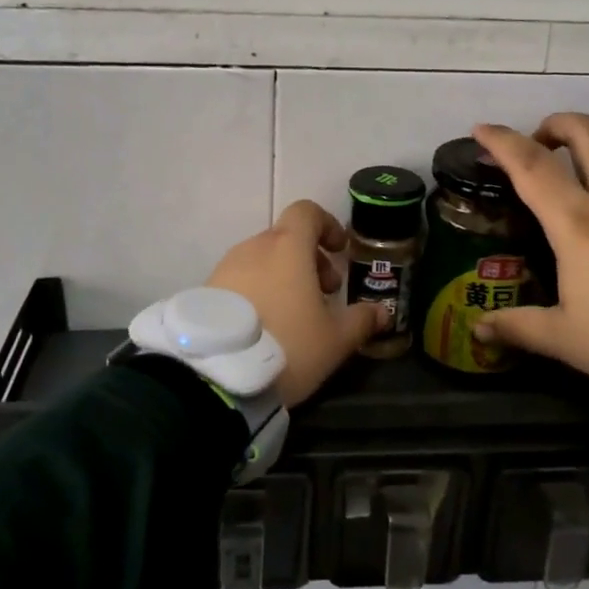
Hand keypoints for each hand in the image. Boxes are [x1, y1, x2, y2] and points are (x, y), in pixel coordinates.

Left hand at [205, 200, 388, 408]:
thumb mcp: (335, 340)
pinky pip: (240, 279)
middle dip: (309, 259)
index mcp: (288, 247)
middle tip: (325, 293)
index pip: (307, 212)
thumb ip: (361, 320)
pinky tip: (266, 326)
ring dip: (283, 276)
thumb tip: (381, 312)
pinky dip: (258, 290)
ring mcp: (226, 268)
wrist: (217, 375)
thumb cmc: (288, 345)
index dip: (327, 225)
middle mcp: (254, 247)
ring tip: (295, 314)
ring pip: (262, 259)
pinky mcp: (206, 290)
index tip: (338, 251)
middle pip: (286, 238)